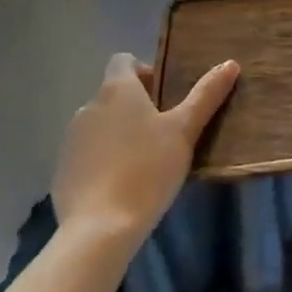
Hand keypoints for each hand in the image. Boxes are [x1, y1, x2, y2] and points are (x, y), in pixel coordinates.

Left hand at [51, 53, 237, 244]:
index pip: (123, 61)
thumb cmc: (147, 169)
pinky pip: (86, 155)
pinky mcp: (61, 172)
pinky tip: (120, 186)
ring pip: (100, 125)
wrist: (99, 230)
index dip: (144, 72)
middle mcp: (88, 107)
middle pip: (113, 94)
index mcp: (117, 89)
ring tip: (144, 162)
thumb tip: (230, 64)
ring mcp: (70, 140)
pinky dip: (102, 161)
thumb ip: (206, 95)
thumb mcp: (185, 130)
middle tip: (163, 133)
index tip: (164, 96)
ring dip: (118, 134)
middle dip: (136, 107)